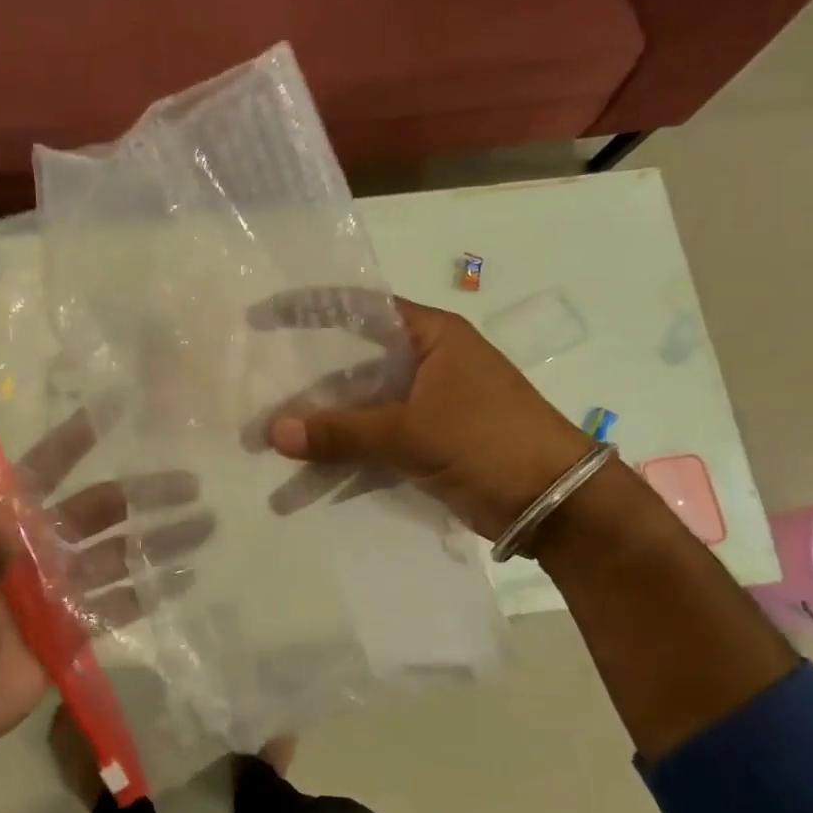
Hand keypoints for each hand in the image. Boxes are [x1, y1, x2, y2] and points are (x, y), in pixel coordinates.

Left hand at [0, 405, 210, 774]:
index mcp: (4, 530)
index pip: (43, 472)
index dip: (75, 441)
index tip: (115, 411)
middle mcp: (38, 551)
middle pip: (98, 512)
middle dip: (143, 495)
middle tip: (192, 482)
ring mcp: (58, 591)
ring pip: (118, 556)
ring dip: (157, 541)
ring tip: (204, 525)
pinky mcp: (73, 631)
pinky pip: (118, 604)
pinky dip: (150, 592)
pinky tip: (184, 578)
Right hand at [249, 289, 591, 540]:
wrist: (556, 504)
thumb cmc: (490, 443)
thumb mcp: (413, 432)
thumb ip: (342, 432)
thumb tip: (272, 433)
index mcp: (431, 336)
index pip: (359, 309)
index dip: (309, 310)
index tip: (262, 320)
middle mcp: (426, 362)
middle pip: (353, 363)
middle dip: (306, 384)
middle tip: (256, 394)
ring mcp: (426, 405)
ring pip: (360, 408)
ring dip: (322, 428)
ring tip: (271, 446)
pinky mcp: (427, 443)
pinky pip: (374, 442)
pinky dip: (345, 457)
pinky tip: (307, 477)